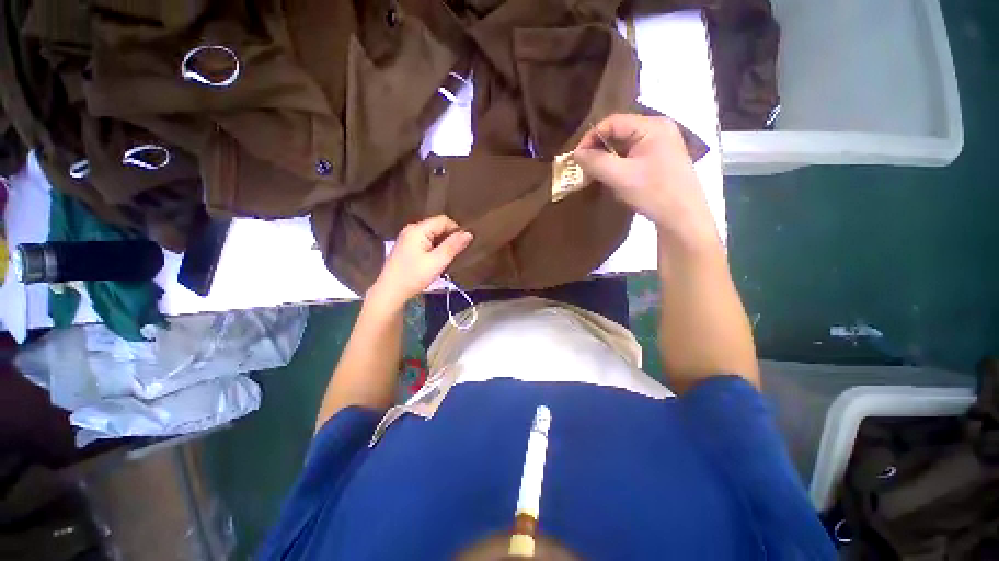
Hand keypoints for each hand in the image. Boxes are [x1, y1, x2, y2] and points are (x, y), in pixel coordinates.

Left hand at [368, 215, 472, 310]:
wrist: (391, 292)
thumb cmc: (414, 276)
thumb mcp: (437, 262)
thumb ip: (453, 246)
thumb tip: (469, 233)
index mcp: (418, 229)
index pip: (443, 220)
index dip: (456, 230)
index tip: (463, 245)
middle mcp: (411, 229)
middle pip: (437, 226)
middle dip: (449, 237)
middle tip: (456, 253)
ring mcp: (407, 238)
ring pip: (432, 235)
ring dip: (442, 244)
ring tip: (448, 258)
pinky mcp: (407, 247)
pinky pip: (426, 241)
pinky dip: (434, 248)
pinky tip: (436, 260)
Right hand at [573, 115, 717, 249]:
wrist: (683, 218)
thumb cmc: (654, 193)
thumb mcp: (620, 177)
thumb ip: (596, 162)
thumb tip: (576, 153)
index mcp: (652, 126)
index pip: (613, 122)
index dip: (591, 137)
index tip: (576, 157)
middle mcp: (658, 129)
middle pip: (619, 132)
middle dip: (599, 149)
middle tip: (584, 167)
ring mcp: (661, 144)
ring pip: (625, 145)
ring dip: (608, 159)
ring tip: (595, 174)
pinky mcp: (660, 159)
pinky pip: (633, 156)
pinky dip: (619, 165)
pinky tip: (613, 179)